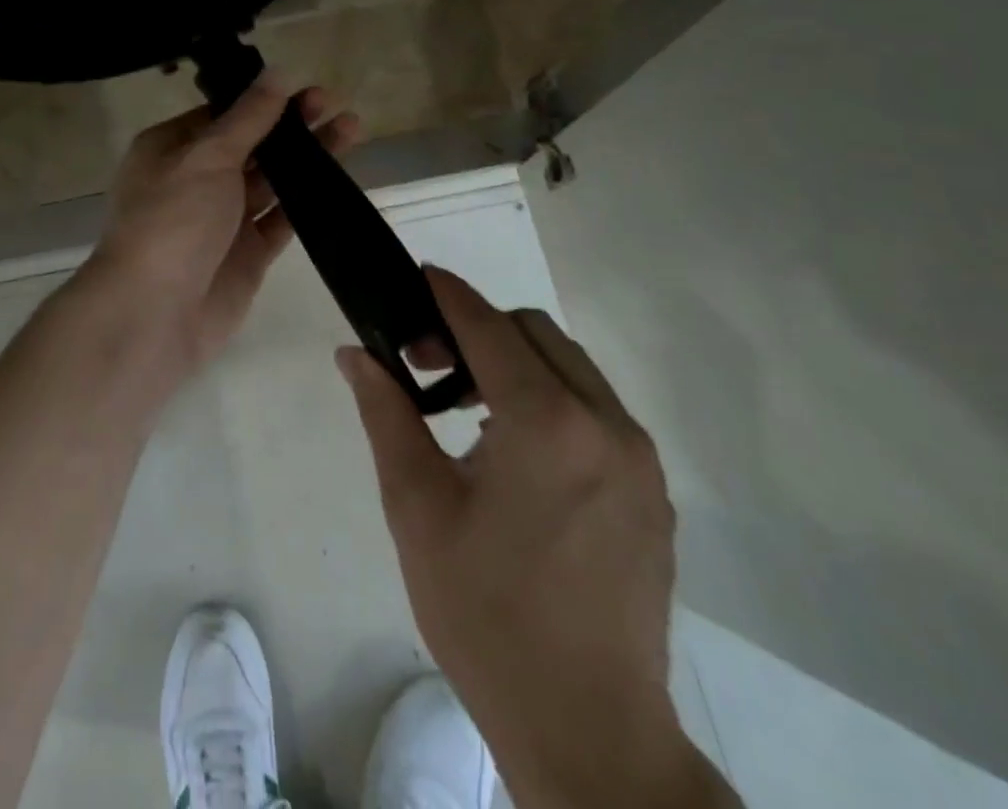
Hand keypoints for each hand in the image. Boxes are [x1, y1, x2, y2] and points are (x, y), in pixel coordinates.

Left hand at [58, 74, 358, 400]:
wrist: (153, 315)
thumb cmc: (172, 221)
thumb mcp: (207, 157)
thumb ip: (248, 118)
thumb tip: (278, 73)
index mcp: (169, 149)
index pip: (221, 114)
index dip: (261, 99)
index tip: (302, 85)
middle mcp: (193, 180)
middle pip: (250, 144)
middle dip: (289, 124)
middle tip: (332, 103)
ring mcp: (222, 219)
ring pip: (270, 180)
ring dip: (306, 156)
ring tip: (351, 128)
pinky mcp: (247, 254)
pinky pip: (281, 219)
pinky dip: (307, 200)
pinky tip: (338, 178)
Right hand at [338, 268, 735, 808]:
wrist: (588, 730)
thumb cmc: (485, 614)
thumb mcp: (417, 507)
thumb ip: (386, 415)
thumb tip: (355, 354)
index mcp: (547, 423)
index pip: (488, 325)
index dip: (446, 293)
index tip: (415, 276)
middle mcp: (605, 424)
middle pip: (535, 333)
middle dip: (477, 328)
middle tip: (427, 364)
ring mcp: (638, 458)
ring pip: (571, 366)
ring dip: (516, 362)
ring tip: (467, 407)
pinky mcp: (652, 490)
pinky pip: (596, 409)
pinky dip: (551, 398)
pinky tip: (515, 450)